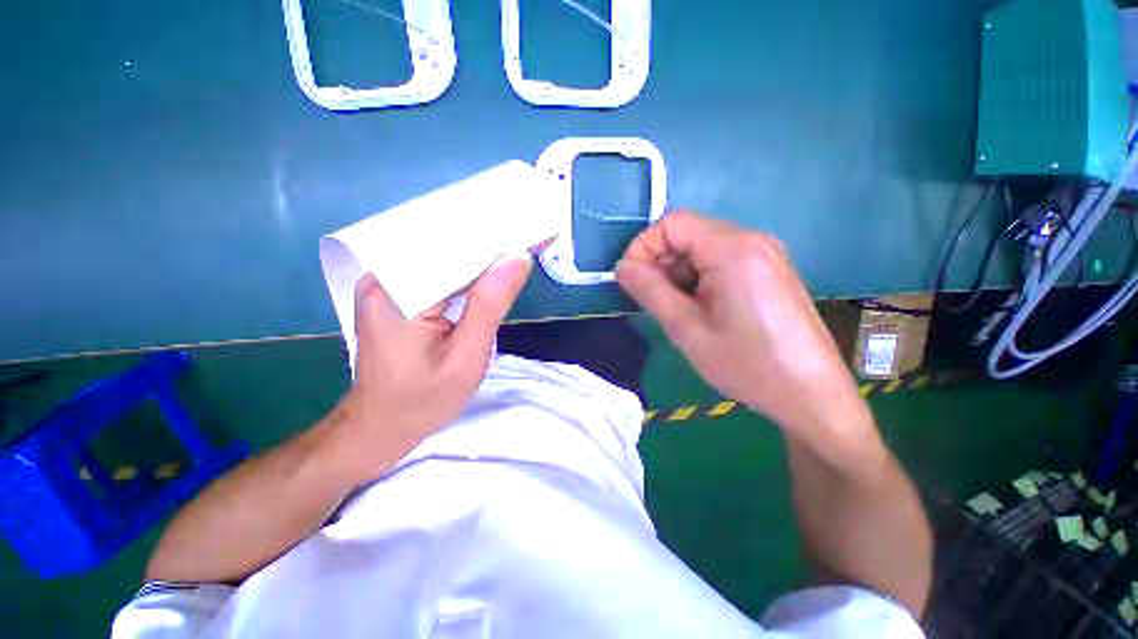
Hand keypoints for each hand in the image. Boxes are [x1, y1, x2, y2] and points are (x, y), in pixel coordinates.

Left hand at [332, 254, 532, 480]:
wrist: (378, 425)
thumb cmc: (424, 400)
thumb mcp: (467, 358)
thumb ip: (490, 305)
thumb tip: (518, 257)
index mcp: (399, 296)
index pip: (455, 250)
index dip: (497, 239)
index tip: (532, 231)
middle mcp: (382, 278)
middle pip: (444, 244)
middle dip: (489, 240)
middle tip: (530, 235)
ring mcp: (382, 282)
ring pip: (439, 252)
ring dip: (478, 250)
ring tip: (515, 244)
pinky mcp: (390, 290)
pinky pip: (431, 266)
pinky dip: (462, 264)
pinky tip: (487, 264)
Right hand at [615, 212, 871, 442]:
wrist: (811, 394)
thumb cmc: (747, 364)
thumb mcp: (687, 329)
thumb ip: (650, 291)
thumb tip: (621, 268)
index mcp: (732, 249)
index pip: (672, 223)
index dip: (643, 247)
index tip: (631, 280)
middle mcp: (752, 240)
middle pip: (688, 233)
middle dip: (660, 262)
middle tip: (651, 300)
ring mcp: (764, 253)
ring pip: (702, 247)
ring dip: (678, 272)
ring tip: (675, 309)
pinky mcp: (769, 269)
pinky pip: (721, 260)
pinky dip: (698, 277)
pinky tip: (699, 308)